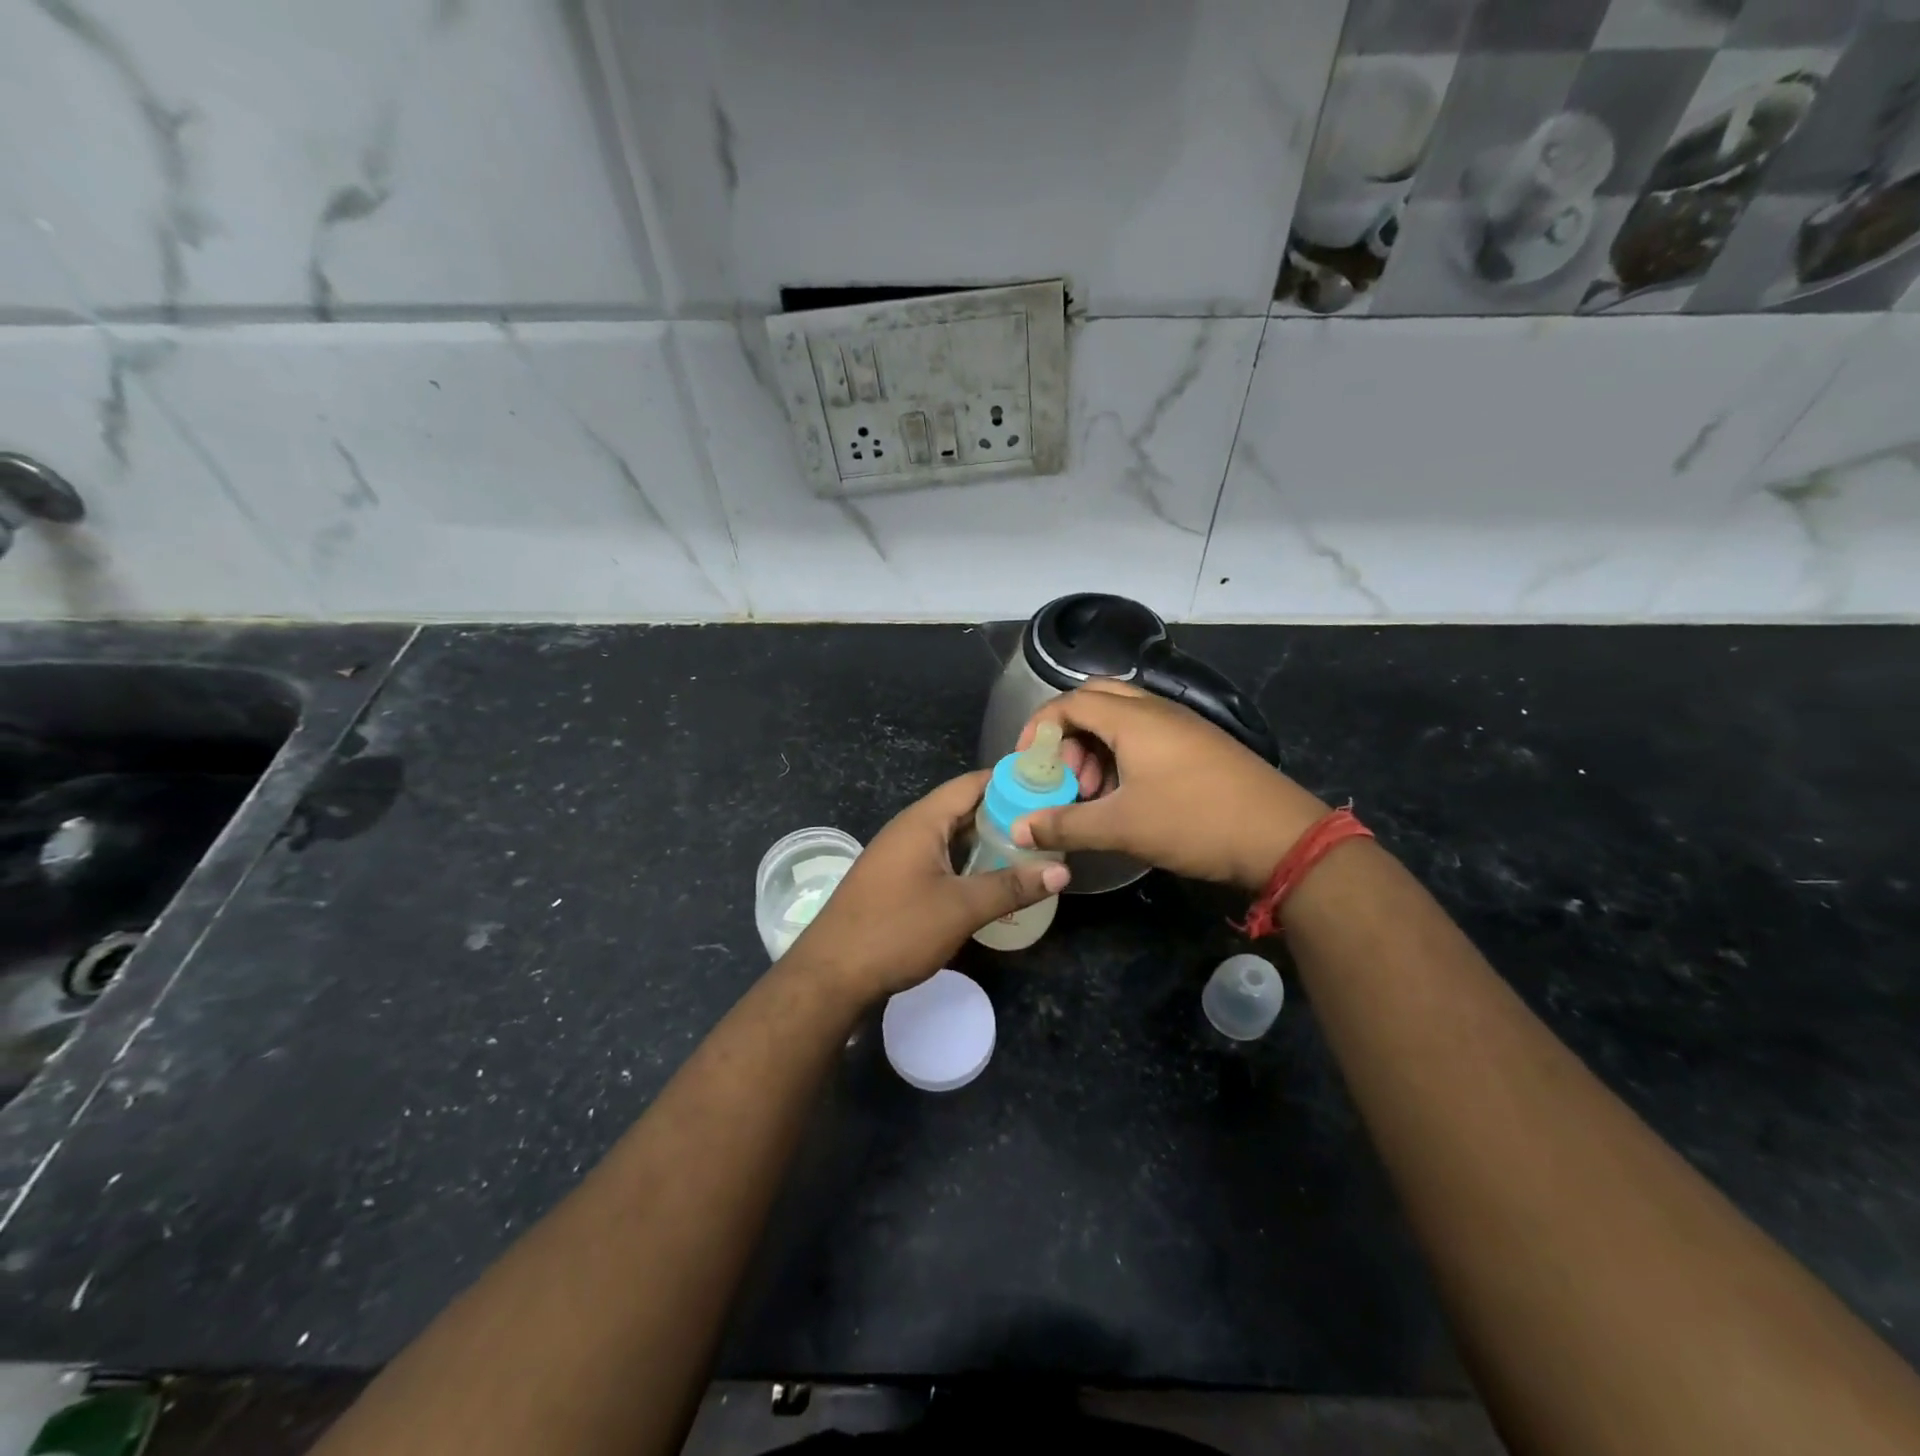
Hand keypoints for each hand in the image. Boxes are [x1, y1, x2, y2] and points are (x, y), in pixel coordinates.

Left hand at [784, 770, 1068, 1005]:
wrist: (830, 975)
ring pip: (953, 837)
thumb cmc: (896, 930)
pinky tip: (993, 882)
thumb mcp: (961, 908)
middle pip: (964, 808)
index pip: (973, 783)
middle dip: (1006, 815)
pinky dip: (968, 864)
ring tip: (1032, 853)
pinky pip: (940, 859)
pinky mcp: (897, 881)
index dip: (1013, 782)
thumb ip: (1012, 886)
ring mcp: (900, 855)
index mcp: (923, 820)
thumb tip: (1063, 869)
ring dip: (988, 843)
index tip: (1052, 788)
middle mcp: (910, 829)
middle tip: (1051, 826)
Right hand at [1012, 681, 1328, 890]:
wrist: (1280, 836)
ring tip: (1094, 793)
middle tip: (1064, 775)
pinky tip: (1126, 796)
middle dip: (1068, 735)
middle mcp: (1155, 710)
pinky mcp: (1198, 744)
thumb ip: (1064, 824)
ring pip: (1122, 719)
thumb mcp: (1121, 827)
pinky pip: (1146, 734)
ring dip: (1096, 748)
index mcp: (1132, 718)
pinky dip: (1122, 755)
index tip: (1028, 763)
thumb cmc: (1193, 821)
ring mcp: (1181, 725)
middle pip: (1095, 701)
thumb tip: (1017, 829)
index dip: (1039, 728)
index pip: (1069, 702)